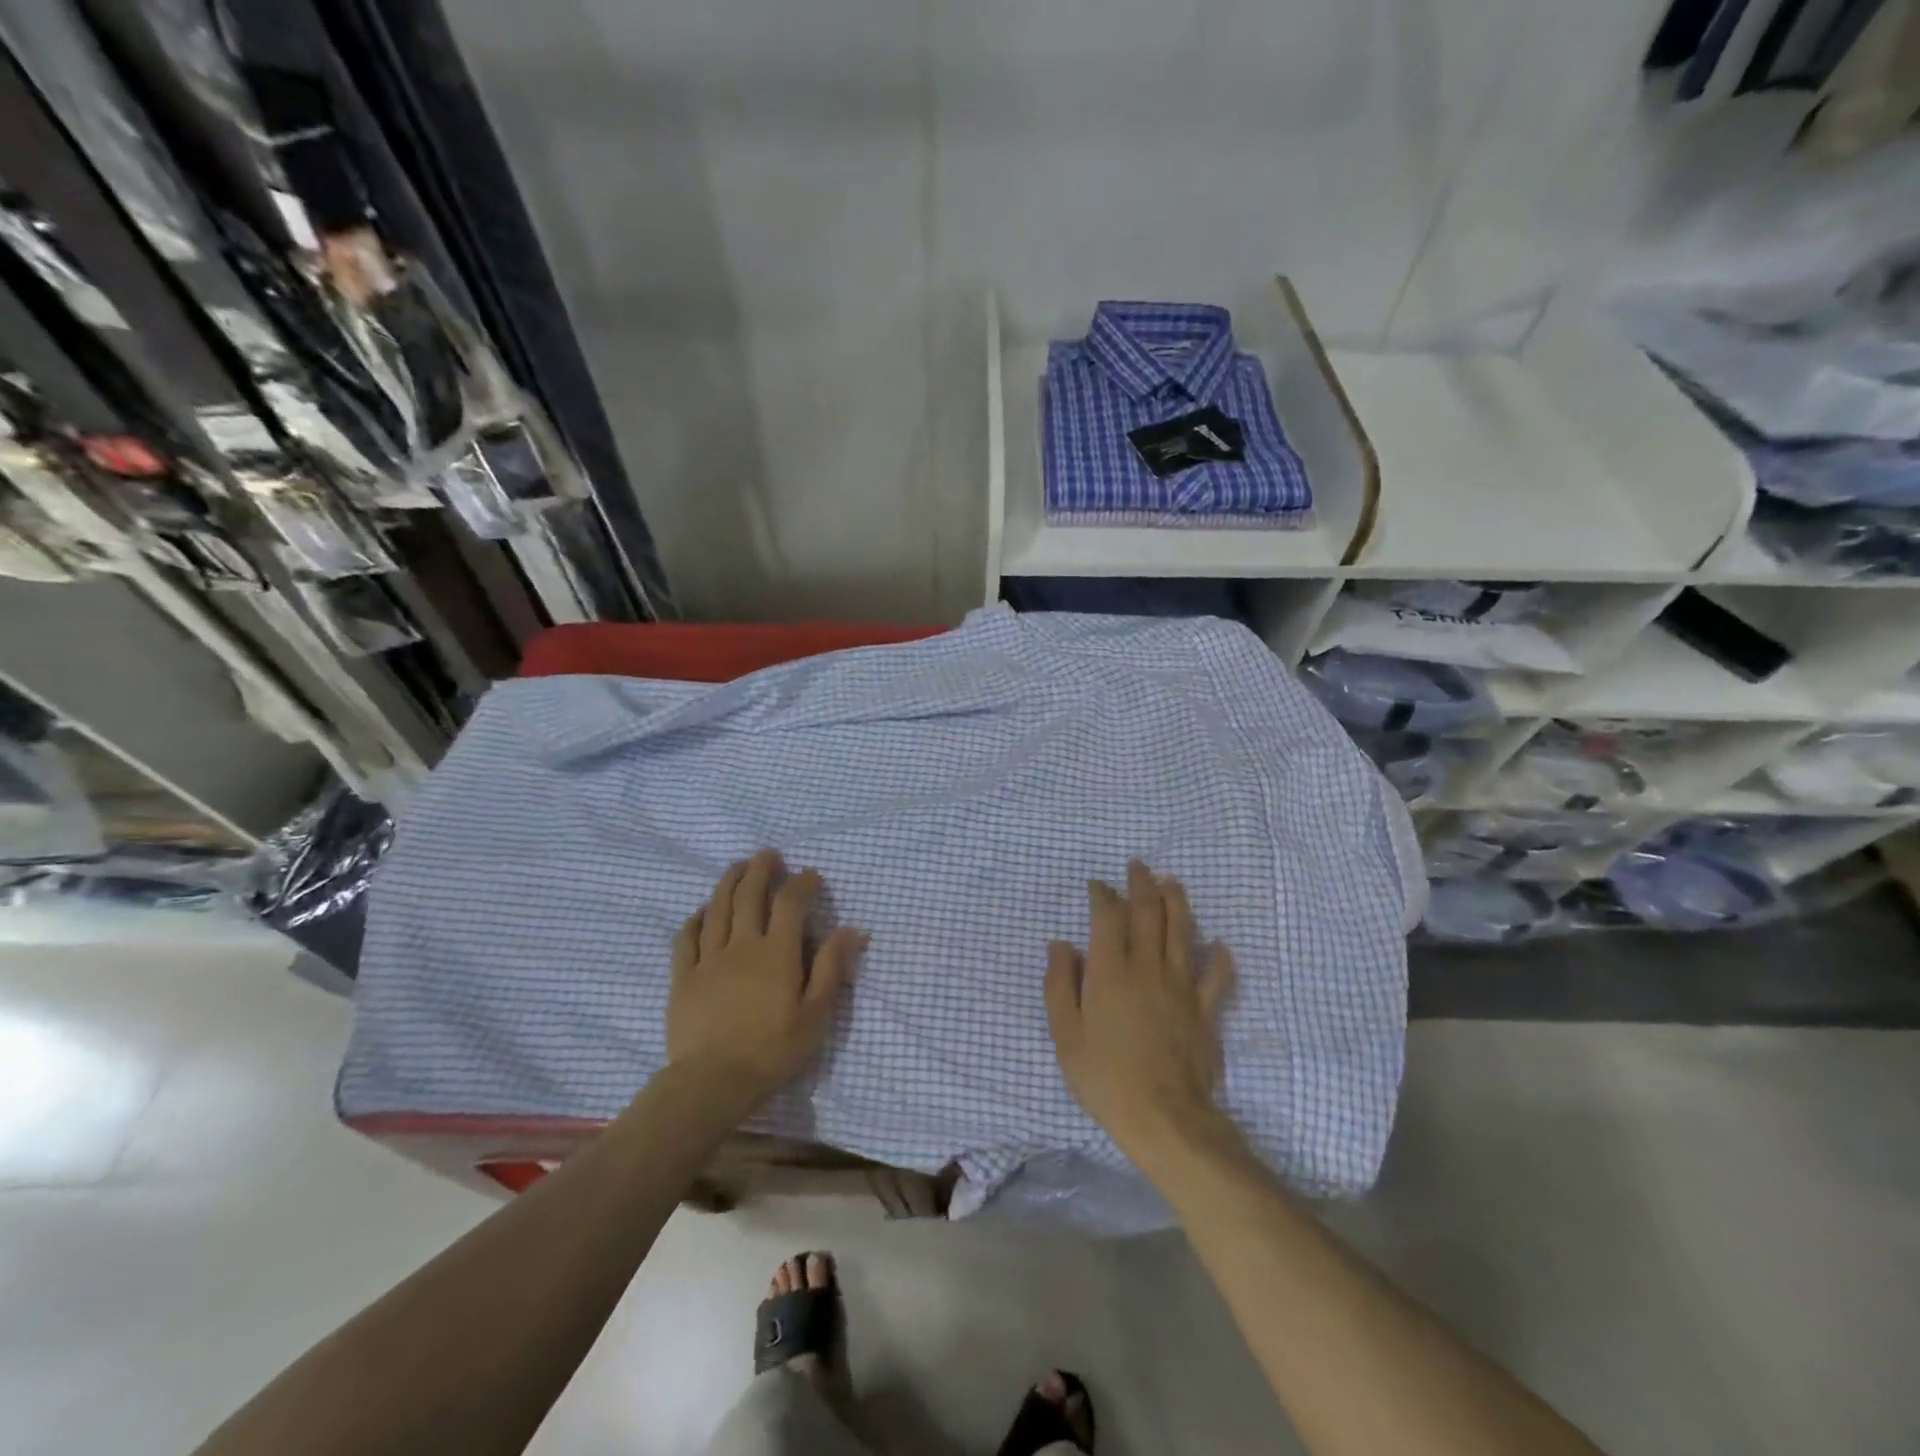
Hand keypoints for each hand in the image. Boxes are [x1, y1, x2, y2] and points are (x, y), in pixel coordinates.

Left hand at [667, 850, 864, 1108]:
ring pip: (717, 908)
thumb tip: (851, 930)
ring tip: (737, 867)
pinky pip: (686, 937)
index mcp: (776, 953)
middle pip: (749, 895)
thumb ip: (831, 968)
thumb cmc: (772, 1050)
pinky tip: (702, 911)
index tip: (811, 875)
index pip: (789, 903)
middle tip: (768, 855)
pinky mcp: (683, 977)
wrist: (712, 1082)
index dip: (801, 883)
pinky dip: (696, 917)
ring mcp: (708, 959)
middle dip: (760, 870)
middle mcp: (741, 945)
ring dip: (728, 882)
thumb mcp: (815, 1014)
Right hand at [1045, 861, 1235, 1165]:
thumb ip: (1060, 985)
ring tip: (1172, 883)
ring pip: (1182, 933)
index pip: (1108, 918)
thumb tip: (1061, 946)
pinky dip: (1219, 958)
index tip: (1097, 886)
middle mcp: (1147, 968)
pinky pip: (1216, 977)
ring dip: (1177, 903)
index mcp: (1110, 971)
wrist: (1164, 1117)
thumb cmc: (1105, 1077)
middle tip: (1139, 866)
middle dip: (1142, 885)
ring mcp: (1180, 986)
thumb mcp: (1066, 1035)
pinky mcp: (1205, 1010)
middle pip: (1148, 914)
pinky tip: (1219, 945)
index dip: (1102, 896)